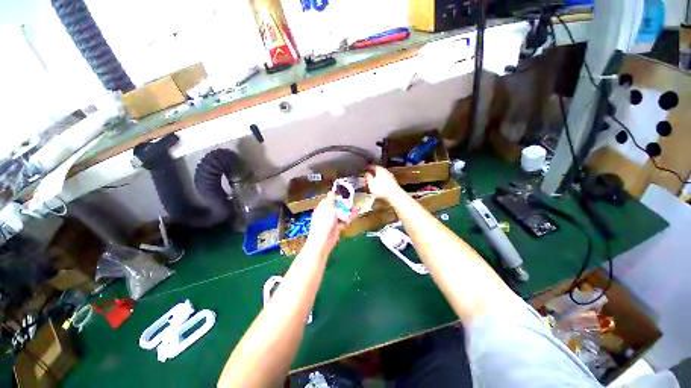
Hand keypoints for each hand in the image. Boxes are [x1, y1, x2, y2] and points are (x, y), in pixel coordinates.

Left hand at [305, 193, 355, 256]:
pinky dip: (349, 218)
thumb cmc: (323, 223)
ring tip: (357, 208)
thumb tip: (331, 192)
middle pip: (338, 206)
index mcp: (322, 207)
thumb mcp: (328, 208)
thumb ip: (331, 200)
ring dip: (349, 211)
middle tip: (353, 202)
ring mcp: (332, 220)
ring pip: (342, 214)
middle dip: (346, 204)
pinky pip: (344, 221)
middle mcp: (327, 213)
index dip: (337, 196)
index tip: (345, 194)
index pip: (330, 199)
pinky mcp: (337, 227)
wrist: (323, 241)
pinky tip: (355, 215)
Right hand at [365, 165, 404, 202]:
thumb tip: (366, 173)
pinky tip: (378, 187)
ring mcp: (390, 176)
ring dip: (375, 179)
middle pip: (377, 171)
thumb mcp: (371, 183)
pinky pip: (384, 180)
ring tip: (371, 184)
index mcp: (380, 169)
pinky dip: (380, 182)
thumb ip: (368, 177)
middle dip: (371, 174)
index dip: (368, 167)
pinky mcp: (393, 182)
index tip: (364, 170)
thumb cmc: (380, 188)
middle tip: (366, 178)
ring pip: (380, 176)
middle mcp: (385, 171)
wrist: (394, 195)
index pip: (372, 166)